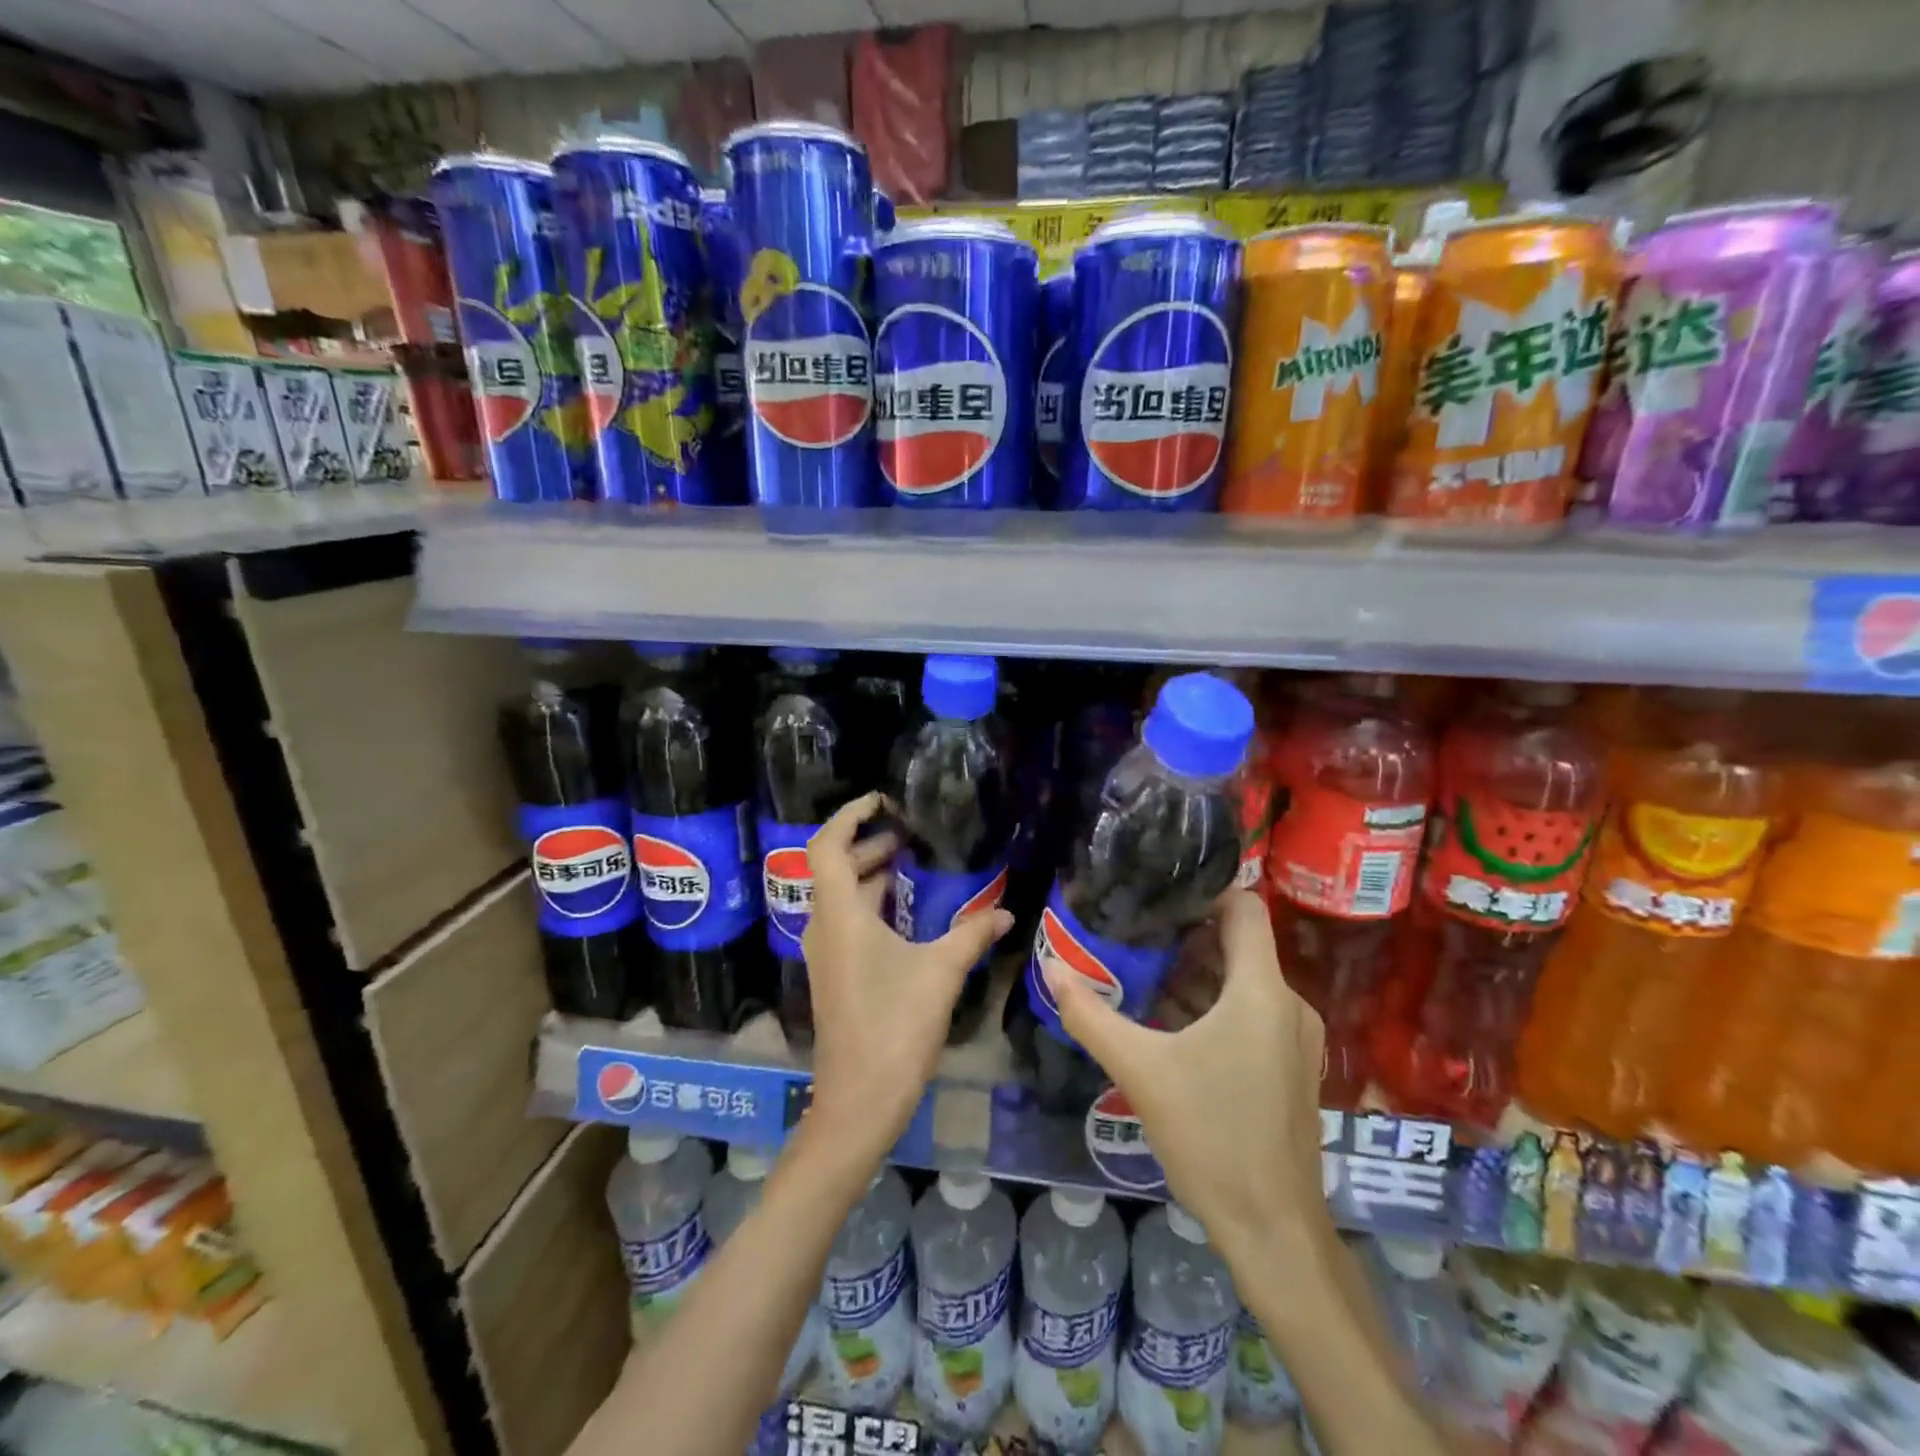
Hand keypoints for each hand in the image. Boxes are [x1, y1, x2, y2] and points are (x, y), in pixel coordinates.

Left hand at [801, 792, 1013, 1168]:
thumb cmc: (895, 1026)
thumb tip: (1008, 912)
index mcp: (840, 914)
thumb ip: (973, 933)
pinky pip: (846, 921)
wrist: (859, 1100)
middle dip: (866, 844)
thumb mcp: (941, 971)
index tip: (881, 801)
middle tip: (905, 833)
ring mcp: (826, 953)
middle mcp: (824, 926)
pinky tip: (904, 914)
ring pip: (840, 897)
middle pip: (834, 868)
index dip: (849, 816)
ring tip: (907, 863)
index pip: (828, 846)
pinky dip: (870, 904)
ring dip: (868, 875)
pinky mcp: (834, 974)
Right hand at [1040, 889, 1327, 1259]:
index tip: (1157, 898)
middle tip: (1134, 935)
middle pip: (1238, 944)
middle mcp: (1288, 1004)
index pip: (1244, 908)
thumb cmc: (1211, 1138)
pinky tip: (1170, 1024)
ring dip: (1196, 974)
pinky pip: (1252, 1012)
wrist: (1274, 1230)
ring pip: (1243, 980)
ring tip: (1143, 974)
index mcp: (1261, 991)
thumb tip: (1051, 970)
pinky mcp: (1291, 1066)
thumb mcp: (1140, 1072)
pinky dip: (1213, 1005)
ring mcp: (1295, 1038)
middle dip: (1186, 936)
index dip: (1204, 893)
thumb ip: (1091, 1017)